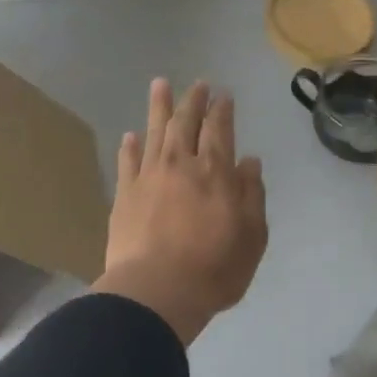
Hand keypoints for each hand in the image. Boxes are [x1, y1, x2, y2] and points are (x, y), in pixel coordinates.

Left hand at [93, 78, 268, 344]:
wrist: (156, 292)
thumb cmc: (215, 268)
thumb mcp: (252, 236)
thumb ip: (252, 194)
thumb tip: (249, 161)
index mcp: (216, 172)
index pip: (220, 130)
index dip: (222, 110)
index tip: (224, 95)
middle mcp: (181, 165)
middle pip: (186, 123)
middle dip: (193, 101)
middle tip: (198, 84)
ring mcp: (149, 178)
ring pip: (155, 132)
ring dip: (159, 107)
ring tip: (160, 84)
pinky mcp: (124, 196)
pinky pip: (128, 162)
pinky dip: (131, 146)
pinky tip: (131, 135)